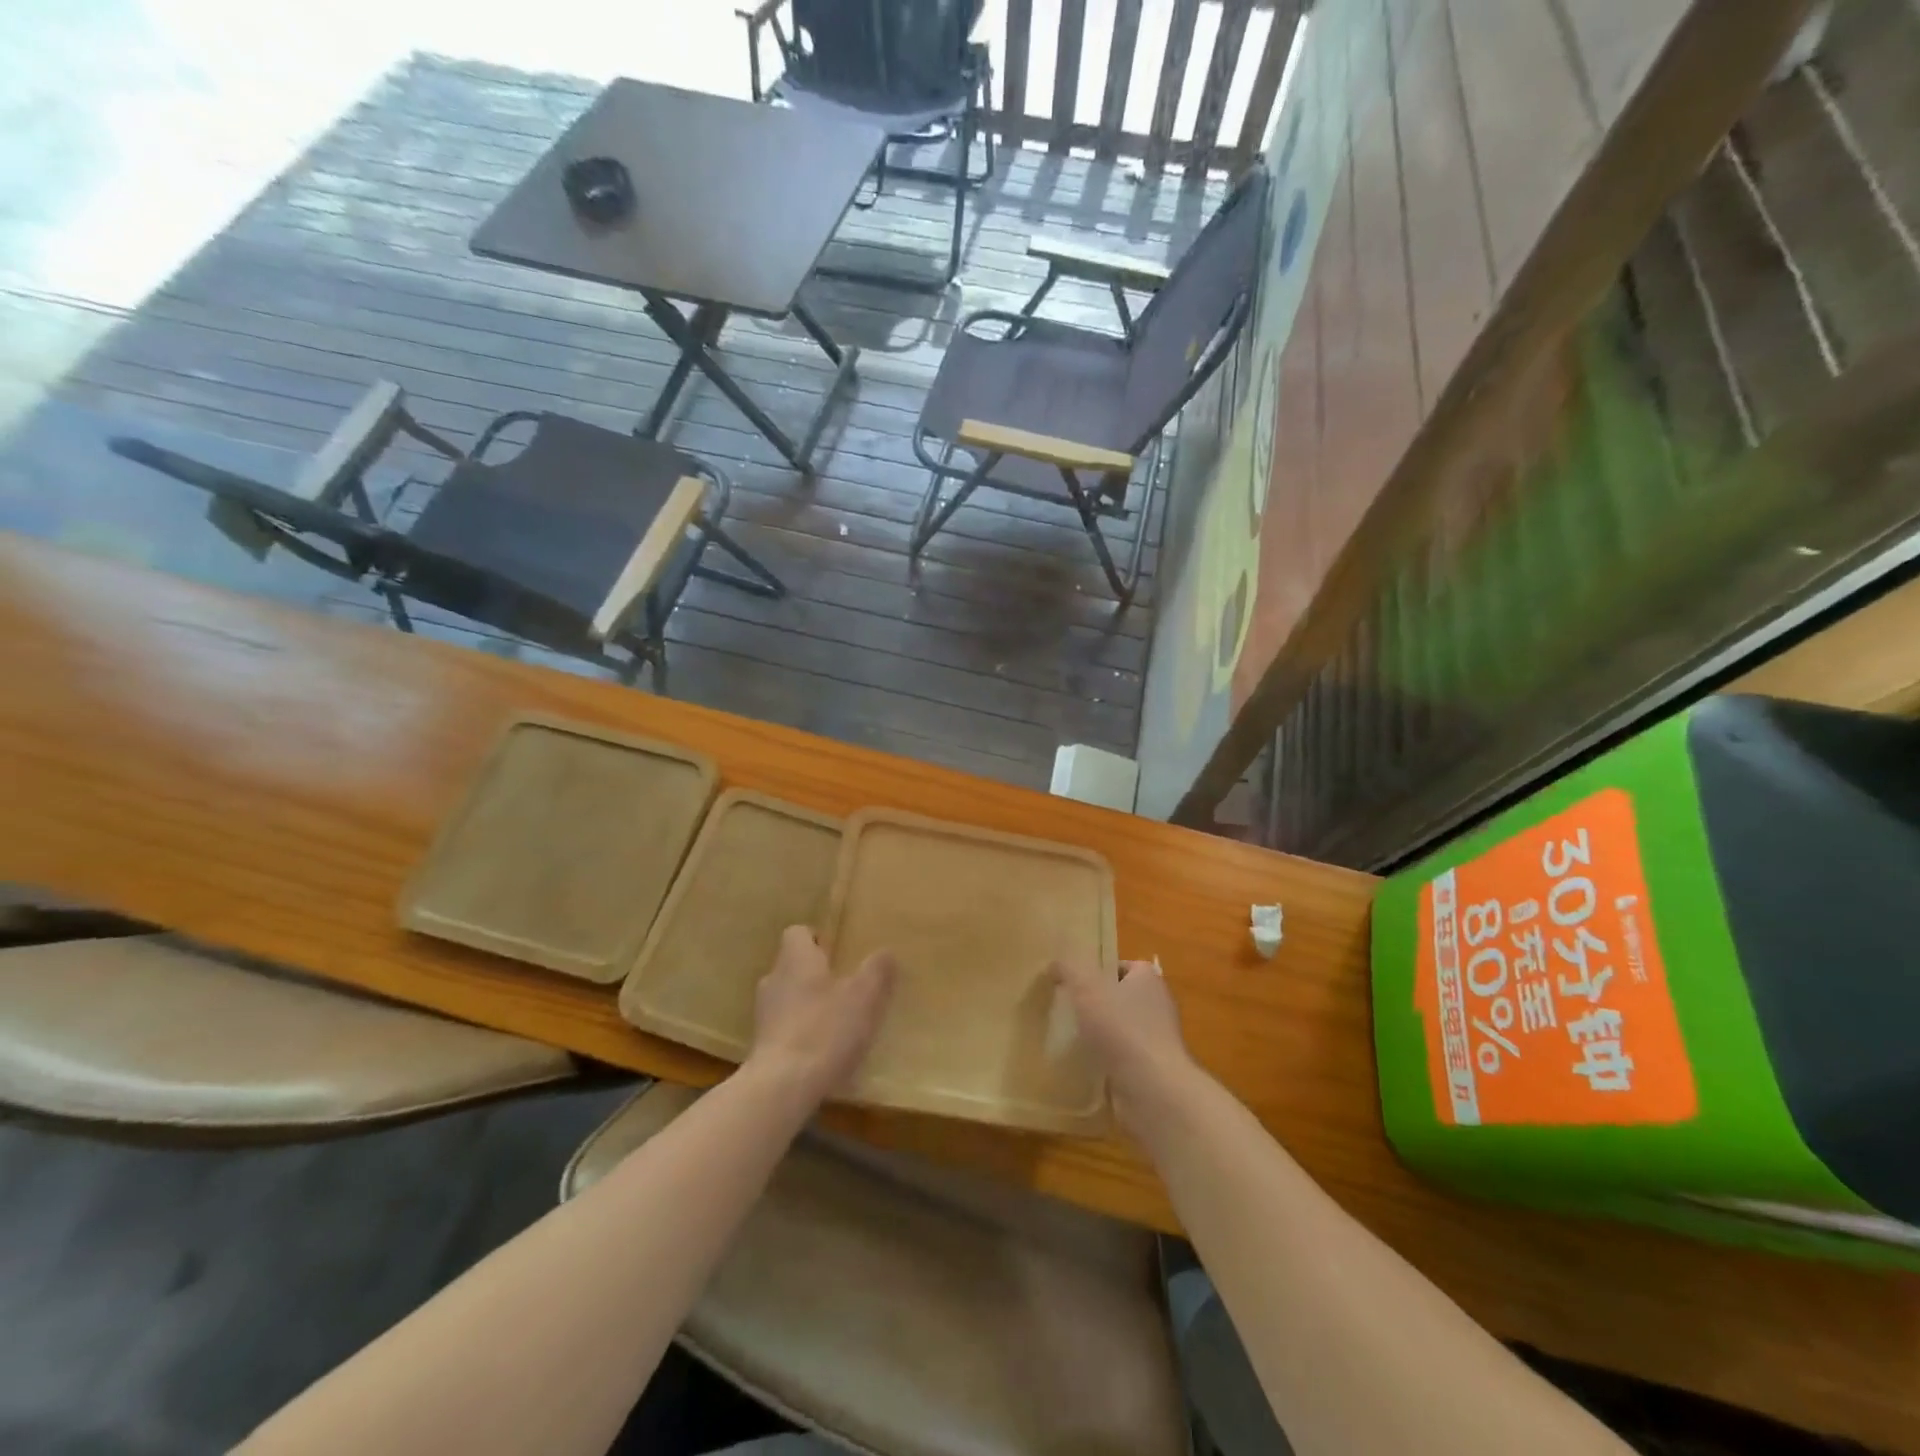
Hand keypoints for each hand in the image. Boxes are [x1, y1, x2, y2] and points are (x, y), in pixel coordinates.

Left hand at [746, 926, 896, 1105]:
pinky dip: (801, 1032)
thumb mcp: (864, 996)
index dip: (817, 939)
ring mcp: (763, 1014)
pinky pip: (784, 1028)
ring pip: (788, 997)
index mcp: (795, 959)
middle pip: (793, 966)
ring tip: (837, 1021)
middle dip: (816, 974)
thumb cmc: (825, 1029)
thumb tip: (886, 952)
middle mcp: (774, 979)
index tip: (838, 953)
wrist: (782, 1087)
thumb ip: (877, 970)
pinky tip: (822, 1051)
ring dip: (808, 1004)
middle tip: (845, 987)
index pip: (797, 933)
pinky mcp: (761, 1046)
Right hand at [1052, 957, 1197, 1134]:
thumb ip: (1069, 969)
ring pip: (1123, 1029)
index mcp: (1149, 980)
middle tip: (1070, 1008)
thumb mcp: (1086, 987)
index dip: (1101, 970)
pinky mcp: (1152, 1070)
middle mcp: (1158, 1006)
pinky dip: (1107, 1060)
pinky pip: (1124, 1058)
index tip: (1077, 982)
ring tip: (1072, 1037)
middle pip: (1123, 997)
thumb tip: (1055, 963)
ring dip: (1102, 1034)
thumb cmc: (1121, 1027)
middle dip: (1098, 1003)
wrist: (1151, 1088)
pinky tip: (1086, 1065)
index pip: (1126, 966)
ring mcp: (1157, 1040)